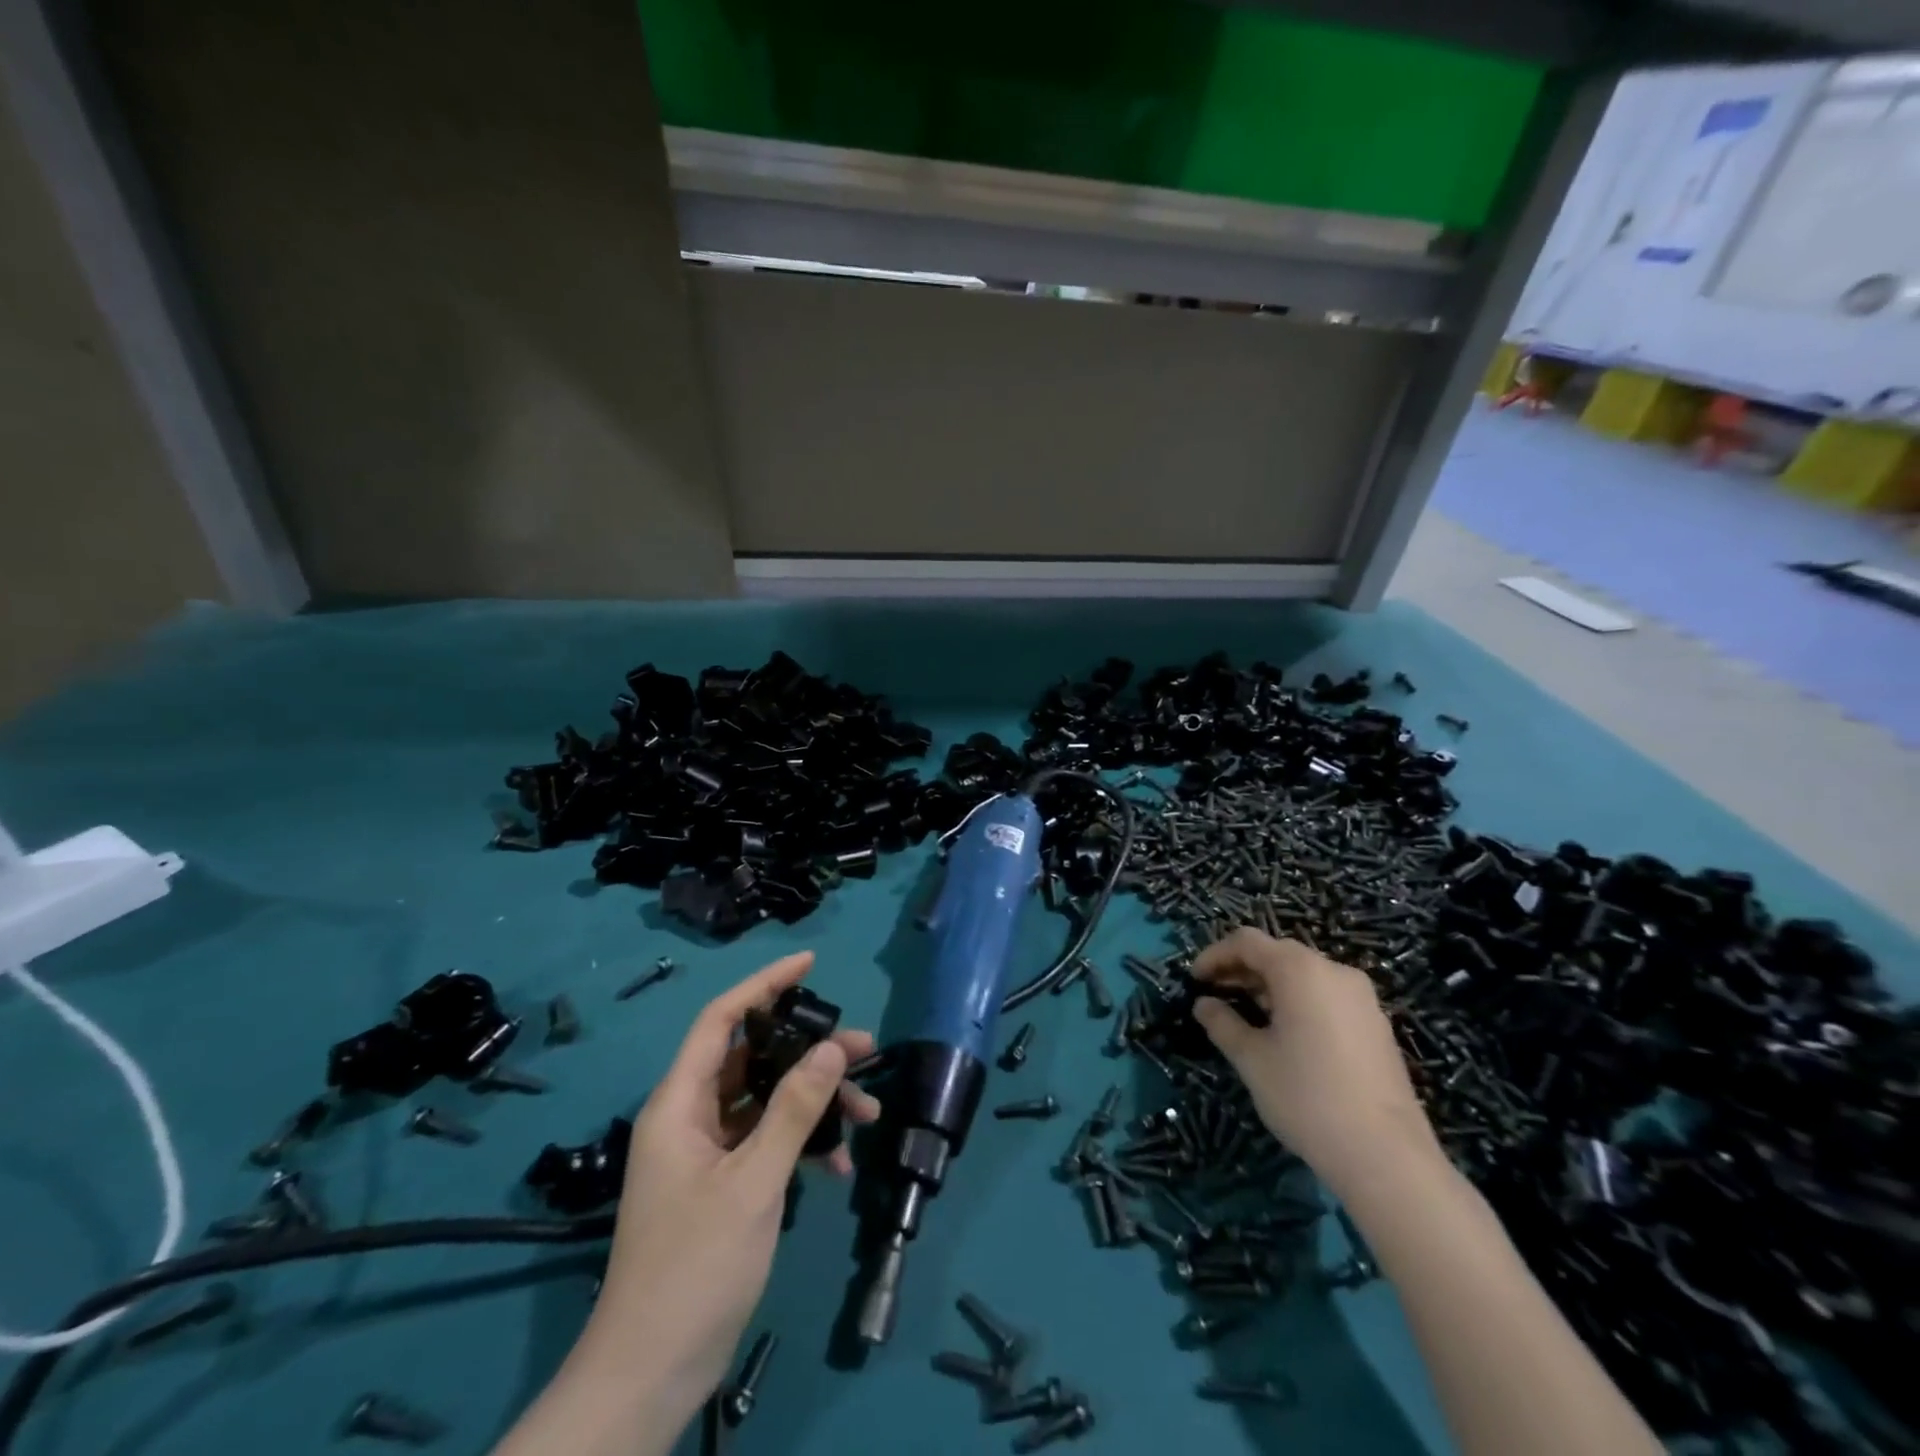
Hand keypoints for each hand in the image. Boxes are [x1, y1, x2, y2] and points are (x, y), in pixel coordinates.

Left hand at [582, 952, 880, 1419]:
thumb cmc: (695, 1266)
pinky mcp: (722, 1183)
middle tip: (863, 1048)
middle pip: (753, 1059)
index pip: (721, 1020)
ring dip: (813, 1102)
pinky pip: (766, 1142)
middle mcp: (690, 1117)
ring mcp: (705, 1152)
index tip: (809, 964)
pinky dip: (802, 1143)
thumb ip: (794, 1110)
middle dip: (808, 1051)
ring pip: (765, 1102)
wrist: (653, 1372)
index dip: (763, 985)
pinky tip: (837, 1165)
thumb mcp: (754, 1182)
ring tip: (865, 1111)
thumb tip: (833, 1048)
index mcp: (680, 1103)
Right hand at [1190, 929, 1438, 1196]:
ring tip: (1245, 1015)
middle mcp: (1333, 971)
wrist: (1387, 1156)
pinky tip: (1284, 1033)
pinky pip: (1326, 995)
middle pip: (1277, 953)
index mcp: (1300, 970)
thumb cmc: (1307, 1097)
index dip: (1215, 955)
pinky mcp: (1376, 1024)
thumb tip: (1204, 1004)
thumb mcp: (1251, 1059)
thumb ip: (1222, 1023)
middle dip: (1241, 969)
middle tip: (1214, 996)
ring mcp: (1361, 997)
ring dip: (1268, 985)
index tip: (1194, 980)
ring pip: (1303, 974)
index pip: (1247, 941)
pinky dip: (1297, 1001)